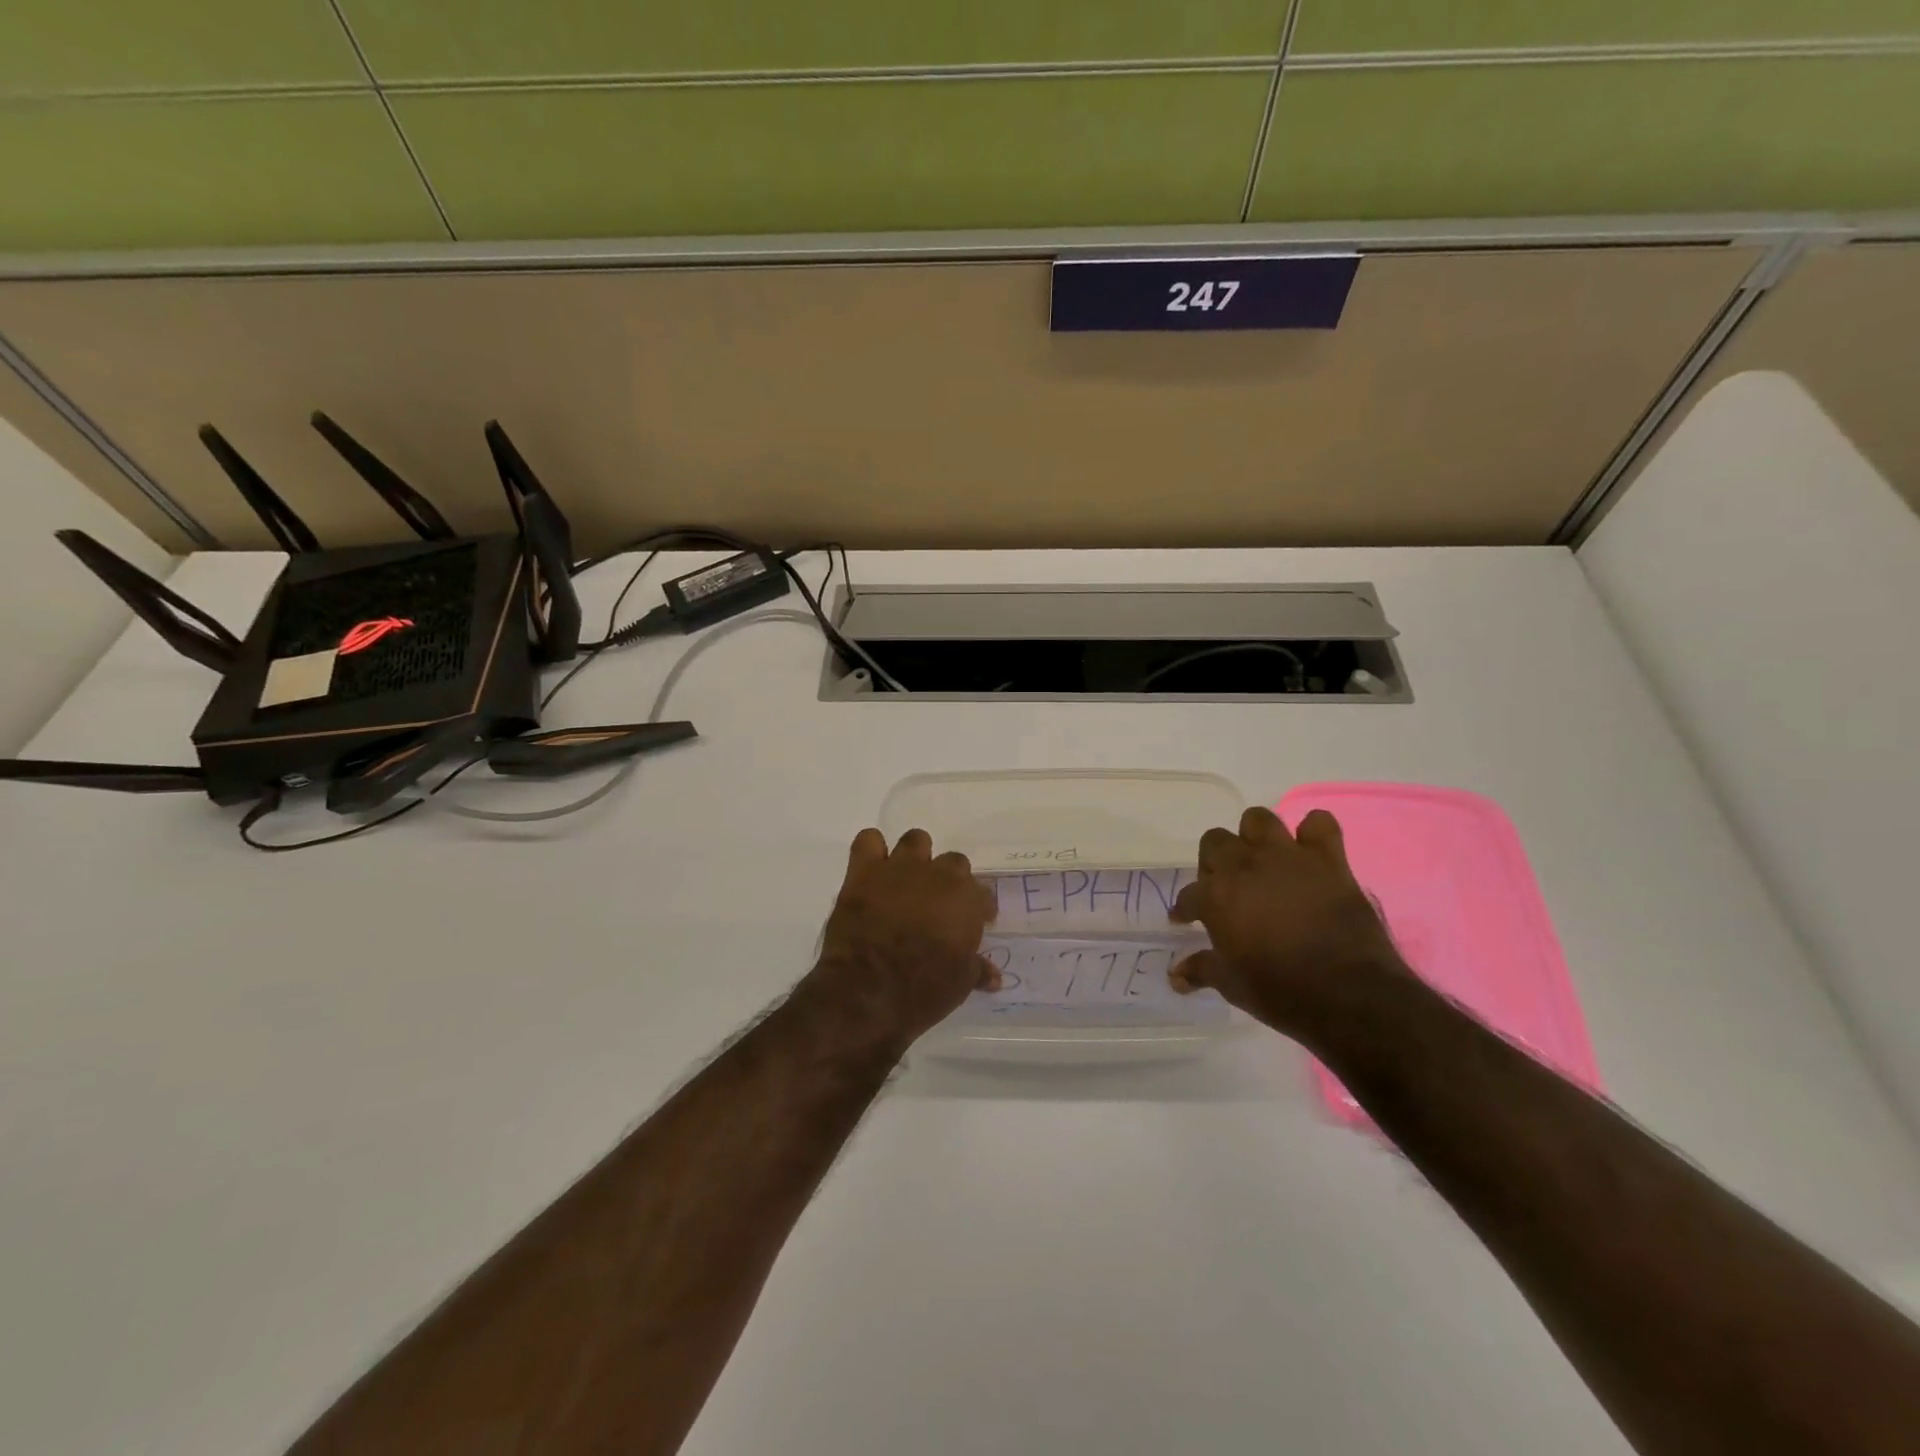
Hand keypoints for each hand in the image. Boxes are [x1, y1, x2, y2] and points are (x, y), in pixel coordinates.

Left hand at [795, 828, 998, 1057]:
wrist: (867, 989)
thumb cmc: (923, 990)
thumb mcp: (960, 984)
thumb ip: (977, 970)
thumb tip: (994, 976)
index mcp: (968, 900)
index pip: (984, 893)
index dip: (979, 909)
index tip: (974, 923)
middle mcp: (939, 875)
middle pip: (954, 862)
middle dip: (950, 880)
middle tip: (939, 905)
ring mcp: (900, 868)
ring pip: (916, 840)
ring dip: (916, 857)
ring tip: (908, 880)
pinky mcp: (865, 871)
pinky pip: (869, 840)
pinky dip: (872, 850)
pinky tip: (873, 869)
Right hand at [1169, 806, 1410, 1040]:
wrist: (1348, 993)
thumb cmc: (1280, 991)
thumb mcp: (1231, 985)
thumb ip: (1201, 970)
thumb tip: (1176, 976)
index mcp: (1215, 896)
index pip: (1188, 895)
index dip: (1185, 909)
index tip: (1186, 920)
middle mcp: (1245, 866)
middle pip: (1215, 843)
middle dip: (1214, 863)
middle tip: (1225, 889)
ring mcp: (1287, 857)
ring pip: (1258, 820)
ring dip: (1255, 837)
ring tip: (1261, 861)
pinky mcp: (1327, 860)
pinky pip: (1320, 825)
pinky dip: (1313, 833)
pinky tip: (1310, 851)